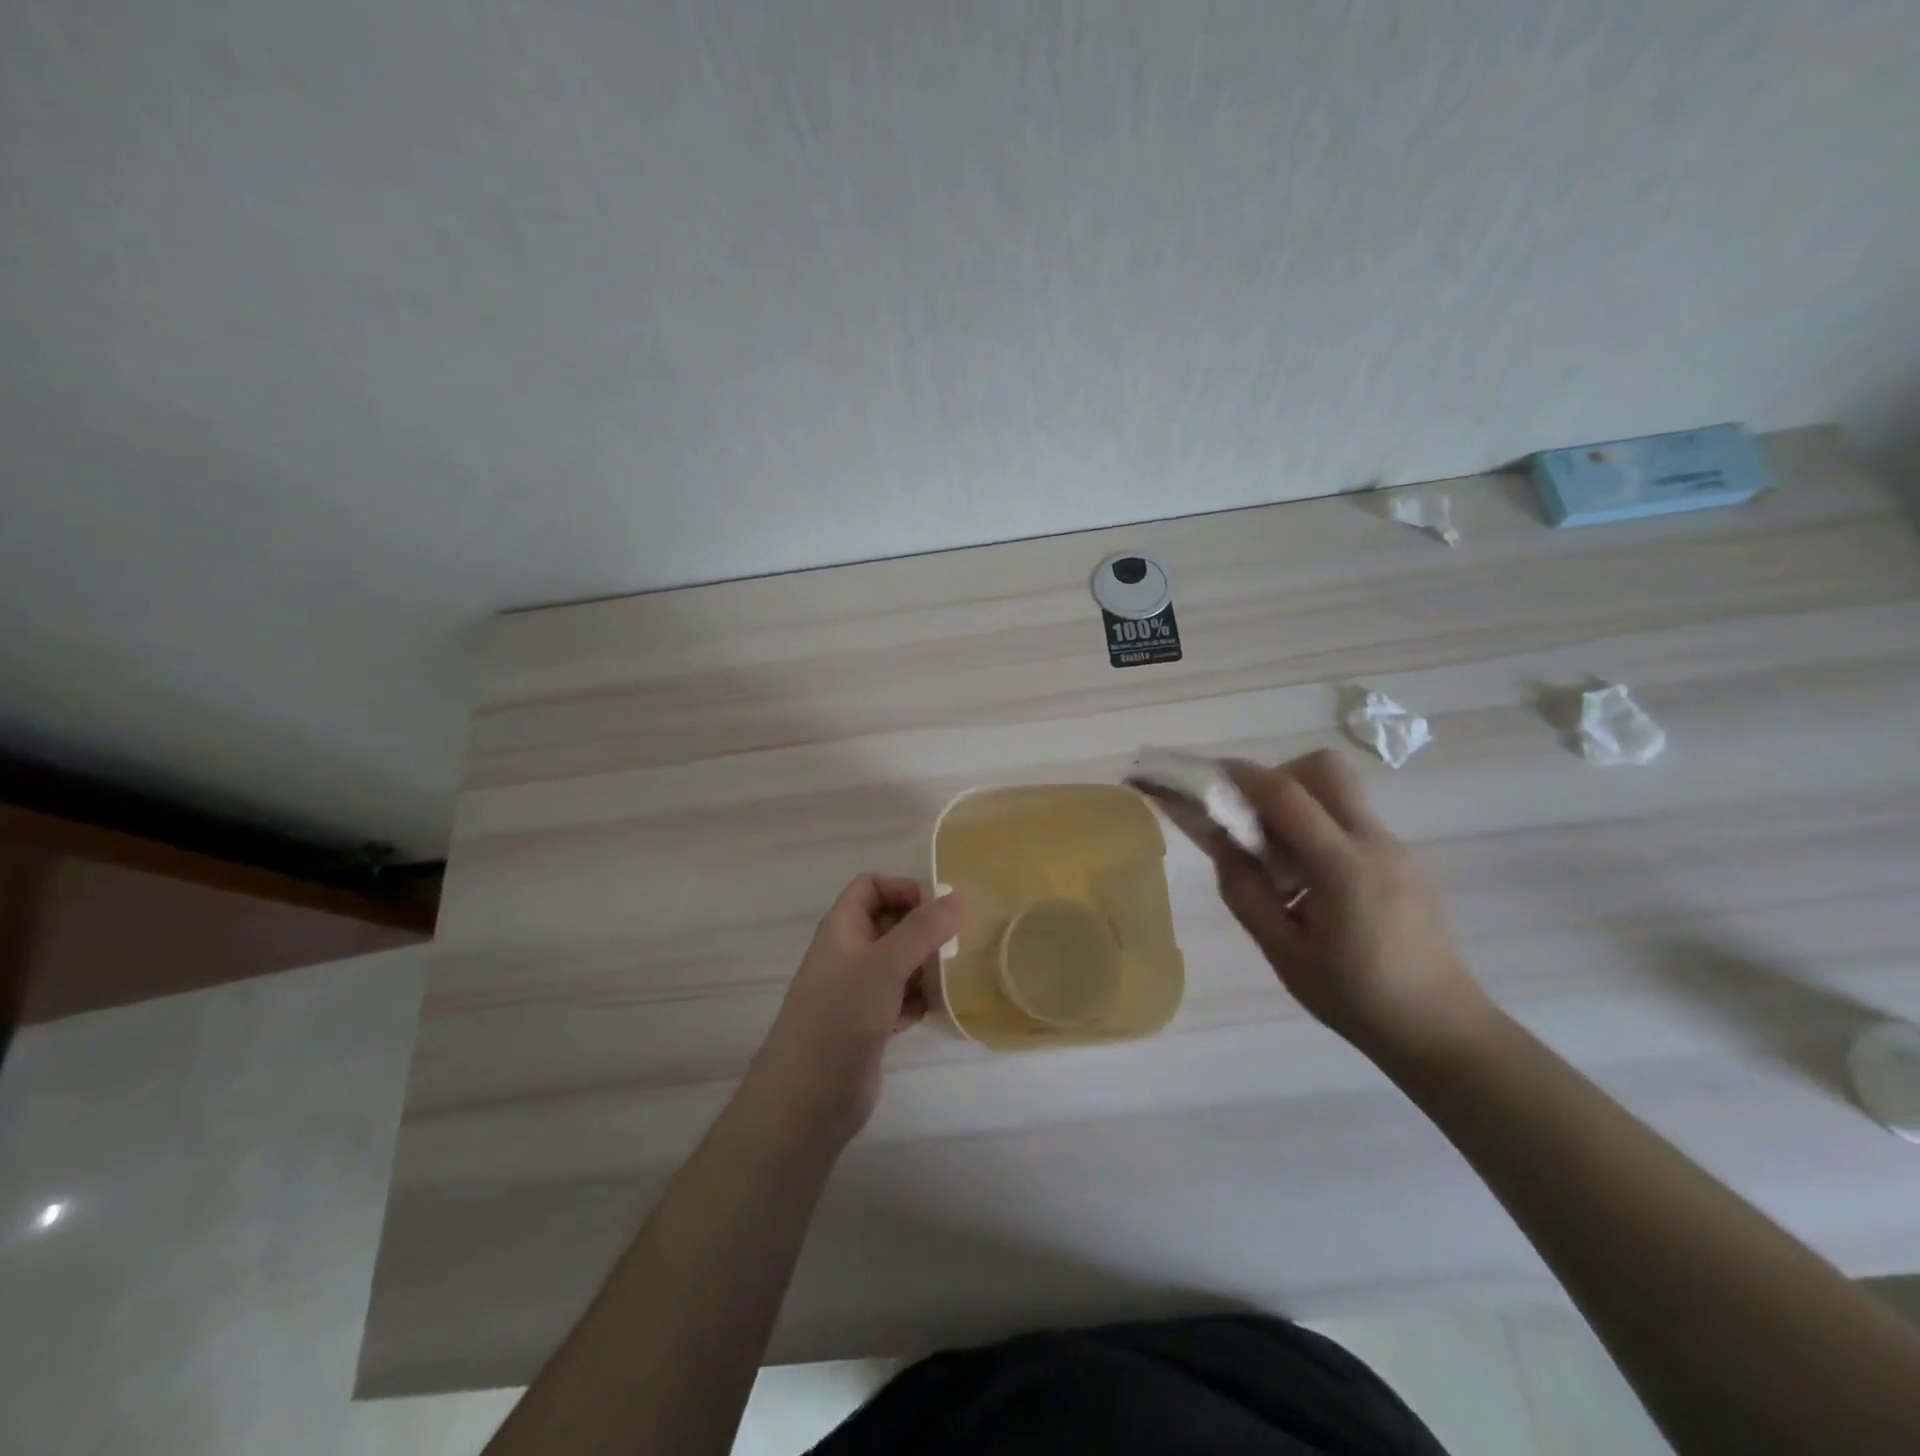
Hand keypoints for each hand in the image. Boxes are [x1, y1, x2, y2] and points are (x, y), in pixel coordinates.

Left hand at [748, 875, 961, 1144]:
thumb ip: (922, 929)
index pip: (871, 886)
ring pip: (900, 962)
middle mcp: (849, 953)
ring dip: (927, 966)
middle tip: (957, 944)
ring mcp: (858, 990)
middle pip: (891, 923)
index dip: (903, 889)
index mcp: (842, 928)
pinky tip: (937, 1010)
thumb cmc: (841, 1017)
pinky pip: (902, 997)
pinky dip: (920, 999)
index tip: (939, 910)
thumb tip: (957, 896)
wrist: (808, 1098)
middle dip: (924, 930)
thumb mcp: (884, 965)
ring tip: (952, 978)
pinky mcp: (870, 1023)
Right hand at [1197, 749, 1490, 1059]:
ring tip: (1278, 859)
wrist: (1442, 1030)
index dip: (1245, 776)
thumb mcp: (1283, 952)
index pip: (1287, 794)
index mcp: (1342, 866)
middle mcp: (1374, 843)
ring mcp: (1396, 849)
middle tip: (1254, 816)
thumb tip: (1219, 840)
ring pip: (1341, 791)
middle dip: (1280, 776)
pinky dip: (1320, 826)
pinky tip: (1309, 881)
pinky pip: (1353, 820)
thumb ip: (1244, 890)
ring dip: (1300, 802)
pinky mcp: (1404, 861)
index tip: (1211, 775)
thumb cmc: (1355, 998)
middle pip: (1325, 768)